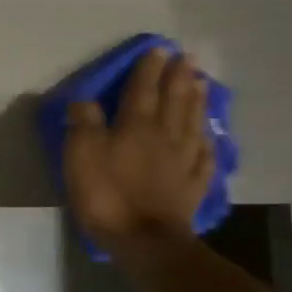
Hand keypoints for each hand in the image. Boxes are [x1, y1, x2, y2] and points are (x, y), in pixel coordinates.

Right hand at [63, 48, 213, 258]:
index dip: (149, 69)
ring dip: (197, 101)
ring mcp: (183, 163)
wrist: (146, 242)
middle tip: (188, 57)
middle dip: (180, 77)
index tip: (159, 48)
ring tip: (203, 83)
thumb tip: (84, 99)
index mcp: (136, 126)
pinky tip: (210, 137)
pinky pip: (204, 159)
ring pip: (193, 124)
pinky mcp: (192, 188)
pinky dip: (208, 143)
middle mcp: (164, 137)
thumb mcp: (82, 154)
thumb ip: (83, 122)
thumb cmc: (108, 195)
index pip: (143, 90)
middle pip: (174, 101)